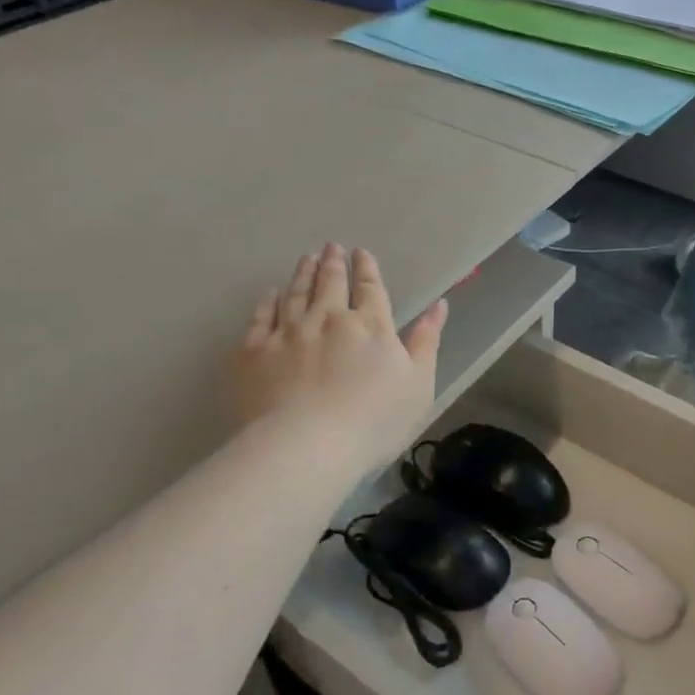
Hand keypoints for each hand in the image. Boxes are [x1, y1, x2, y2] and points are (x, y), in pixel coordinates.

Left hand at [232, 243, 447, 469]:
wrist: (307, 447)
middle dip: (333, 262)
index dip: (366, 268)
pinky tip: (271, 292)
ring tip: (307, 258)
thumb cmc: (373, 421)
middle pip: (330, 283)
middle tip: (331, 247)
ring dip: (303, 273)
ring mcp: (288, 332)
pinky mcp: (254, 352)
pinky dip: (267, 300)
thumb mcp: (418, 384)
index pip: (369, 288)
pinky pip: (261, 317)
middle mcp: (328, 319)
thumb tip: (439, 305)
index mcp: (370, 326)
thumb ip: (426, 341)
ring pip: (296, 293)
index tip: (361, 252)